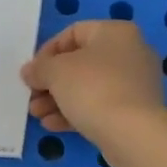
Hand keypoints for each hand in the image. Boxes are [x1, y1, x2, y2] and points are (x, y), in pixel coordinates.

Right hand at [20, 21, 166, 142]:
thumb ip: (38, 68)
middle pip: (80, 63)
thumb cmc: (93, 88)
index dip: (47, 52)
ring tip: (37, 114)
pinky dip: (76, 112)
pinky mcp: (136, 111)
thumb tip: (29, 72)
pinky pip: (101, 106)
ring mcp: (136, 84)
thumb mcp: (55, 71)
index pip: (72, 33)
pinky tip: (53, 125)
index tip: (33, 72)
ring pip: (89, 87)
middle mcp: (131, 52)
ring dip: (59, 99)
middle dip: (51, 81)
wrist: (133, 133)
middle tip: (32, 96)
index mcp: (115, 32)